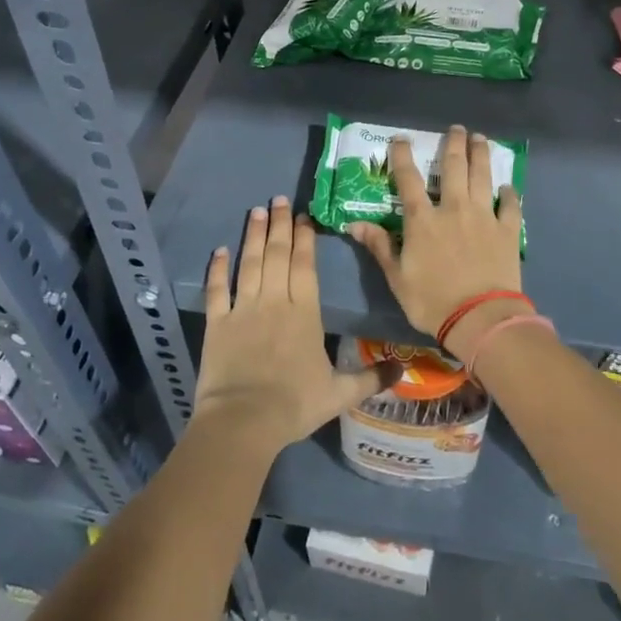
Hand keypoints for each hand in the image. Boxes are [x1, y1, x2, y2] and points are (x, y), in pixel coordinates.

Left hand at [195, 197, 385, 453]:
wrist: (244, 421)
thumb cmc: (294, 404)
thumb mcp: (340, 393)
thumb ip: (371, 378)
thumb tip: (404, 369)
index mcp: (304, 312)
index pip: (304, 265)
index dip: (304, 238)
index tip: (303, 216)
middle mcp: (274, 301)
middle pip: (277, 255)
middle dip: (279, 225)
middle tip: (278, 199)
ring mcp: (243, 309)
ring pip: (250, 264)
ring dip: (253, 236)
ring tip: (255, 211)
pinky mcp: (217, 324)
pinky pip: (217, 290)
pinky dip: (218, 269)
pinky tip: (220, 250)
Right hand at [347, 125, 525, 362]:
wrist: (480, 317)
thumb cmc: (432, 300)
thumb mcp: (396, 277)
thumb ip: (378, 246)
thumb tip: (353, 223)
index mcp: (422, 220)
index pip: (408, 180)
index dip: (402, 156)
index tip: (401, 138)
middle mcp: (454, 209)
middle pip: (454, 168)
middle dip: (454, 144)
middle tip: (457, 128)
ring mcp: (484, 216)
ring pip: (483, 177)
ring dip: (481, 155)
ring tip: (481, 139)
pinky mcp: (507, 230)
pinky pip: (510, 206)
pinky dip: (510, 194)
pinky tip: (509, 186)